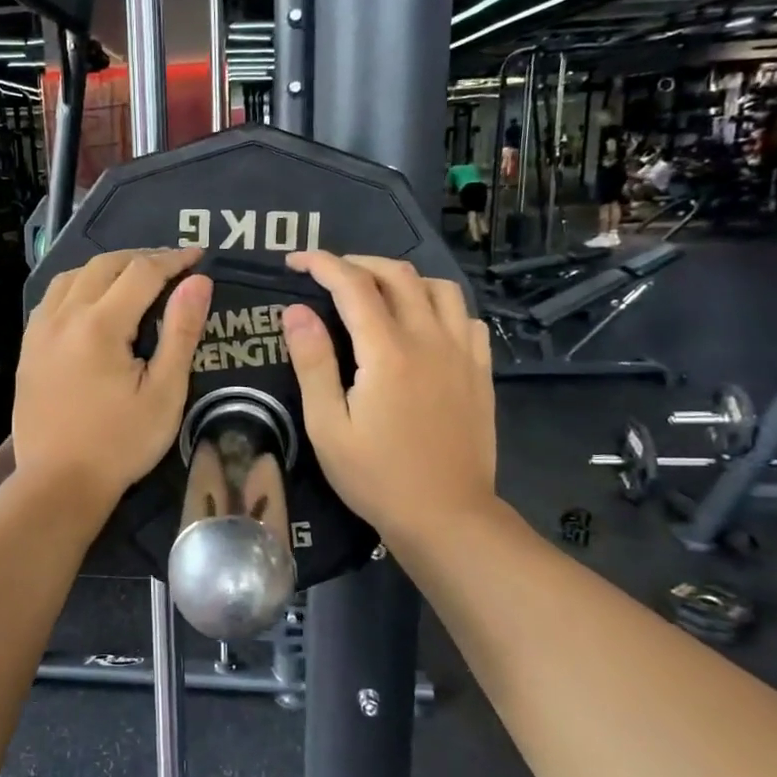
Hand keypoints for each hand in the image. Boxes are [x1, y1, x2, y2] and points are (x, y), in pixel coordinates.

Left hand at [15, 248, 212, 515]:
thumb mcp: (164, 393)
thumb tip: (198, 282)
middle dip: (141, 258)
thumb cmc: (120, 444)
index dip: (173, 259)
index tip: (199, 255)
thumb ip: (181, 332)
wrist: (58, 484)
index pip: (142, 272)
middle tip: (171, 266)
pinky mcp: (28, 349)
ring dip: (106, 268)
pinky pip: (52, 298)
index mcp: (100, 325)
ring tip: (133, 278)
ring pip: (72, 276)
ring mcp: (39, 331)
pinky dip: (78, 286)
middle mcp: (64, 316)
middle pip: (104, 265)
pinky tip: (91, 301)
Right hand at [280, 252, 497, 548]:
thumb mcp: (327, 426)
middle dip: (359, 262)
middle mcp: (429, 340)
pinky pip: (465, 317)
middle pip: (398, 275)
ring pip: (439, 288)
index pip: (354, 285)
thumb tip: (296, 311)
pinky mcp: (480, 372)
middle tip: (330, 273)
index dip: (323, 264)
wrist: (446, 516)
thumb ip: (312, 363)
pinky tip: (423, 323)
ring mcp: (462, 354)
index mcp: (387, 352)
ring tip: (377, 291)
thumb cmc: (376, 476)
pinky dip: (439, 305)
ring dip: (403, 278)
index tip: (296, 260)